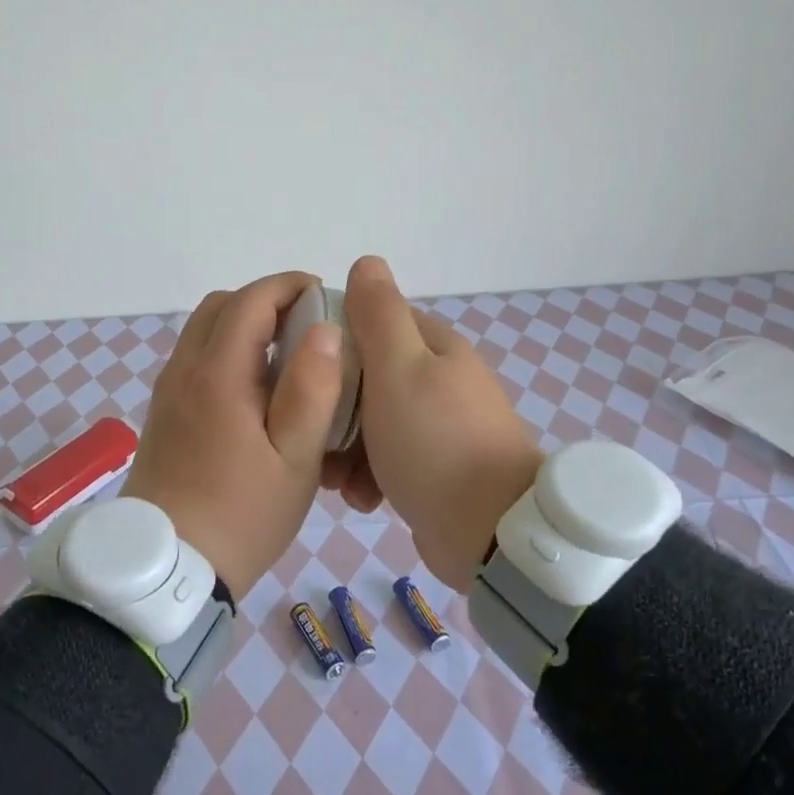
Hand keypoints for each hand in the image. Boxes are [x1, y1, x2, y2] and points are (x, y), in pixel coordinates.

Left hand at [123, 272, 346, 597]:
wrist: (165, 569)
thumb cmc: (242, 515)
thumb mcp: (295, 460)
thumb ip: (312, 390)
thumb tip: (324, 329)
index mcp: (217, 374)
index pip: (250, 300)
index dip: (288, 286)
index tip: (322, 294)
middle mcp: (185, 370)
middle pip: (221, 306)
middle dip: (265, 301)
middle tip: (306, 327)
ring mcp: (168, 391)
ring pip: (204, 331)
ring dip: (244, 326)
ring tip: (285, 359)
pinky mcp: (163, 413)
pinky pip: (195, 359)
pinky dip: (226, 351)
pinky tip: (255, 392)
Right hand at [327, 255, 543, 589]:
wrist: (491, 532)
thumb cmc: (435, 442)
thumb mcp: (400, 368)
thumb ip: (379, 314)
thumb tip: (367, 262)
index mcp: (433, 346)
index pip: (369, 324)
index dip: (331, 343)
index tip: (302, 371)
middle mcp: (438, 379)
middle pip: (366, 379)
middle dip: (334, 410)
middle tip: (313, 436)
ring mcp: (440, 426)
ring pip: (372, 424)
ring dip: (346, 450)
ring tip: (335, 480)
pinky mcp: (437, 468)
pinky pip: (389, 460)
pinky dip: (370, 477)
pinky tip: (362, 500)